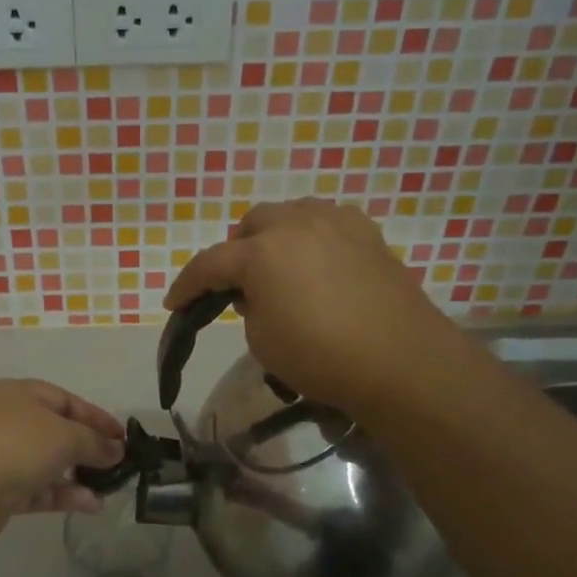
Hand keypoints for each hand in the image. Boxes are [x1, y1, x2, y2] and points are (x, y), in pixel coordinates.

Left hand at [0, 379, 125, 523]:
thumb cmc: (18, 444)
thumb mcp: (66, 436)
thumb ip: (95, 443)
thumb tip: (117, 450)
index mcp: (17, 393)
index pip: (65, 400)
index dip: (96, 417)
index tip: (122, 437)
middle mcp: (4, 419)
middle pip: (55, 432)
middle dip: (87, 449)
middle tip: (116, 464)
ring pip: (45, 463)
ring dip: (77, 476)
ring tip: (107, 490)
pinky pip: (35, 488)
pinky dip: (61, 494)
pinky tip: (89, 505)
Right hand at [164, 198, 457, 417]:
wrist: (401, 362)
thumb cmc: (322, 357)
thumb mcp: (262, 341)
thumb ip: (248, 308)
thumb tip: (257, 293)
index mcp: (262, 252)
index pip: (209, 263)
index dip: (187, 285)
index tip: (175, 304)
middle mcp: (296, 225)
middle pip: (252, 224)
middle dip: (237, 251)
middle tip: (239, 286)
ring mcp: (337, 223)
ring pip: (291, 213)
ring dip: (275, 236)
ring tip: (280, 267)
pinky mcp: (369, 235)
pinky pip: (329, 221)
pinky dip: (313, 236)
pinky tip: (320, 261)